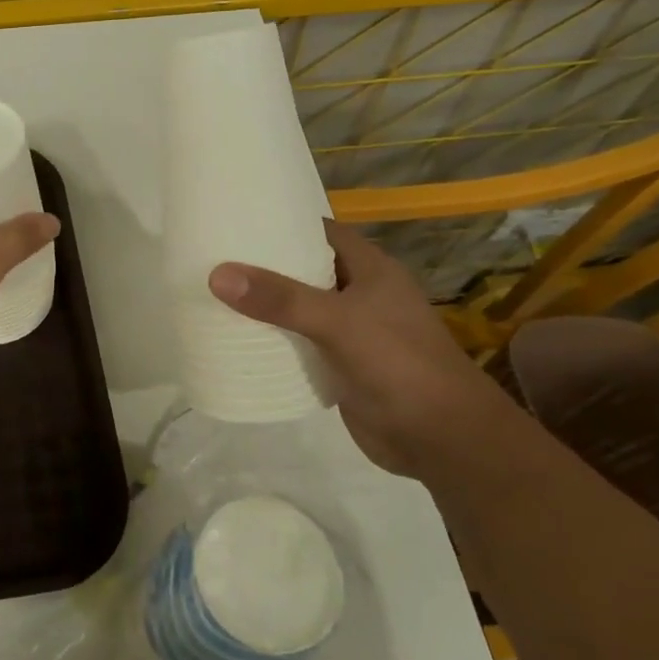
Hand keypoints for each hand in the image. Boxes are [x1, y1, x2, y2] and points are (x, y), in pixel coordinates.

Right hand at [208, 219, 507, 476]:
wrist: (442, 439)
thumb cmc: (398, 364)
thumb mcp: (338, 322)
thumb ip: (280, 299)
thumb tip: (218, 274)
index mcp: (372, 269)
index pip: (322, 232)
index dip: (285, 223)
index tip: (239, 221)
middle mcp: (362, 294)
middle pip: (306, 270)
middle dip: (267, 265)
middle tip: (216, 257)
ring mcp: (353, 333)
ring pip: (301, 309)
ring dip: (267, 305)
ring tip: (216, 293)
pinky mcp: (341, 366)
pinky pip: (300, 344)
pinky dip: (275, 341)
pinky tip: (239, 339)